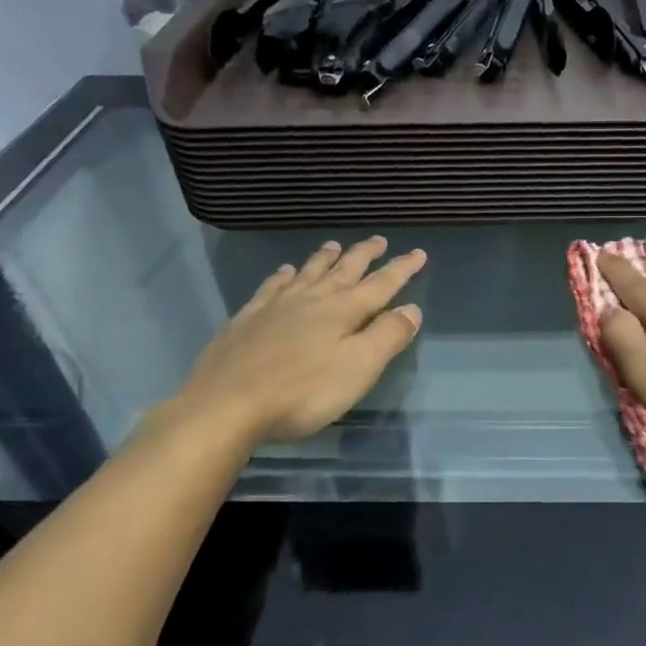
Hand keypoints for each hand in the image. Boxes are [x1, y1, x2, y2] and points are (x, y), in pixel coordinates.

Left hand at [175, 237, 425, 444]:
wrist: (226, 405)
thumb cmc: (302, 392)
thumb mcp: (358, 369)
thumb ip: (388, 336)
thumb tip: (412, 308)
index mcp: (342, 311)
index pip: (381, 285)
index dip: (402, 269)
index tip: (419, 253)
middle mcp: (311, 300)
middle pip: (344, 270)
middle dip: (365, 255)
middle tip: (379, 240)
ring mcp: (276, 307)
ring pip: (308, 273)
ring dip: (325, 258)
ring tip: (334, 245)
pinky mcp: (247, 319)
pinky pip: (272, 287)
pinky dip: (284, 276)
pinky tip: (285, 272)